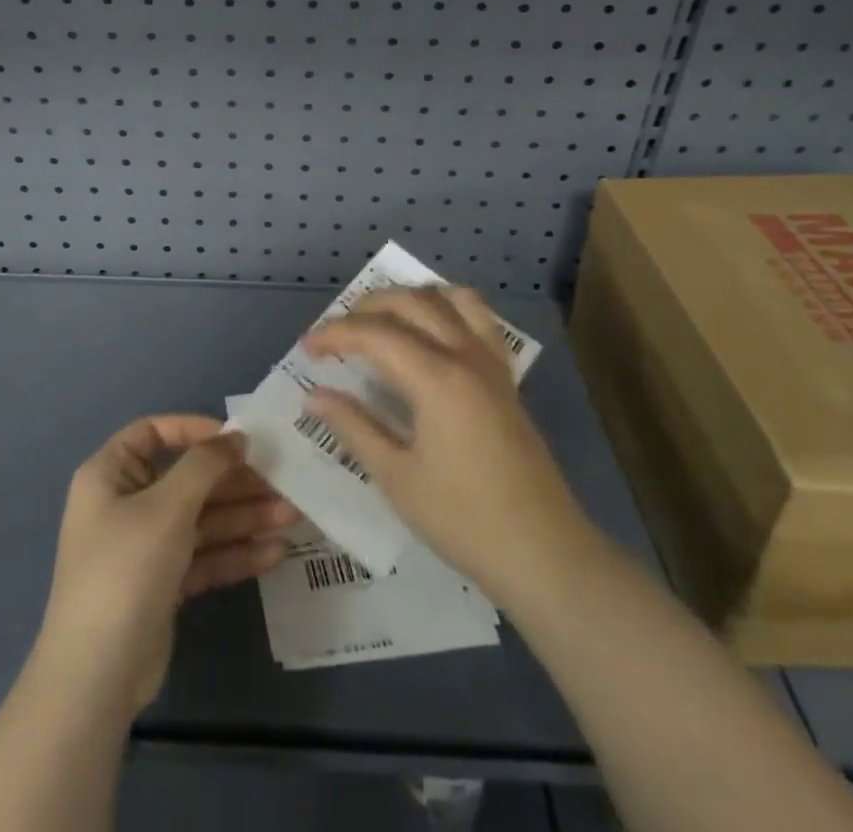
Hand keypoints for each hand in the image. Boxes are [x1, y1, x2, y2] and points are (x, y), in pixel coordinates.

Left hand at [36, 415, 295, 716]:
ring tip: (292, 518)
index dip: (195, 430)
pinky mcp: (163, 584)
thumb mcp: (167, 507)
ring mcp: (145, 546)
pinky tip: (274, 553)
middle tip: (282, 482)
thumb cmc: (126, 569)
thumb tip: (235, 438)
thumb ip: (204, 466)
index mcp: (111, 474)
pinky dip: (235, 553)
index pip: (154, 433)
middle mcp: (126, 504)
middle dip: (235, 483)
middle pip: (187, 480)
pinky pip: (203, 556)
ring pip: (201, 520)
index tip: (237, 440)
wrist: (97, 676)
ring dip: (244, 517)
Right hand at [300, 288, 594, 612]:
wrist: (545, 554)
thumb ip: (354, 427)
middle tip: (337, 333)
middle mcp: (466, 356)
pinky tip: (433, 335)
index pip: (375, 334)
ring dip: (412, 298)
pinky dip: (449, 310)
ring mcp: (492, 365)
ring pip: (452, 300)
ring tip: (384, 320)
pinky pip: (480, 321)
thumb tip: (315, 396)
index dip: (335, 334)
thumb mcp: (396, 478)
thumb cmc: (463, 520)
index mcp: (437, 378)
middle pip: (412, 303)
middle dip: (367, 308)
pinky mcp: (507, 379)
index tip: (307, 348)